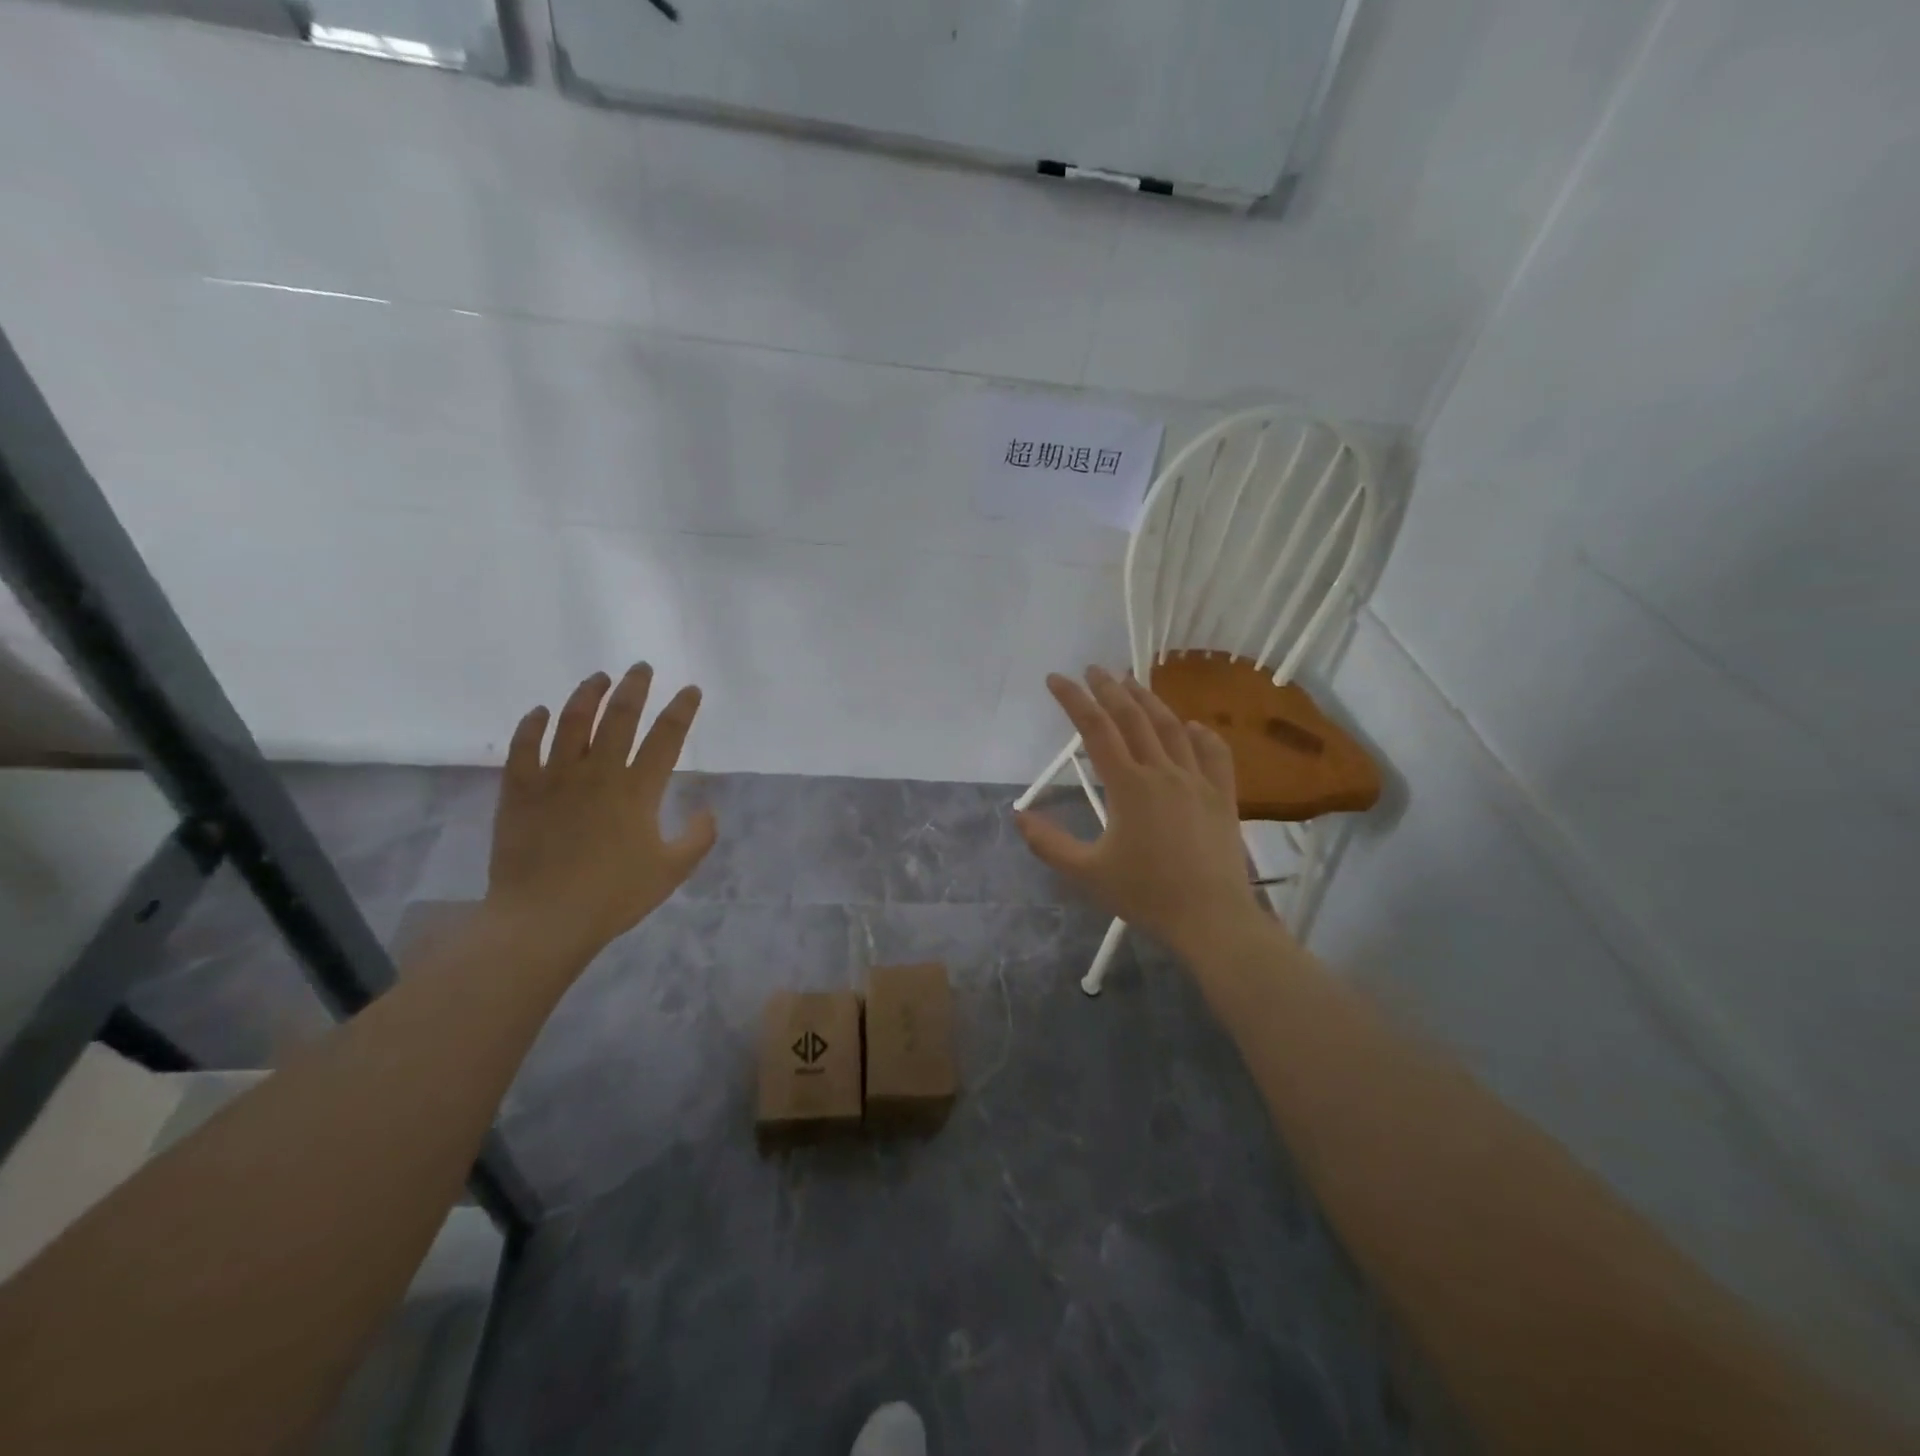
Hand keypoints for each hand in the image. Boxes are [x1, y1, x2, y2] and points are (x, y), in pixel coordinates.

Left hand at [486, 664, 716, 963]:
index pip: (666, 737)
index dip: (681, 709)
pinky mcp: (520, 790)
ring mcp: (555, 778)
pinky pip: (523, 747)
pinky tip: (540, 712)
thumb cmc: (614, 896)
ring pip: (572, 721)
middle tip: (641, 668)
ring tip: (598, 678)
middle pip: (619, 716)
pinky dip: (532, 725)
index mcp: (639, 790)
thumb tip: (707, 810)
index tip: (690, 690)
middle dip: (634, 687)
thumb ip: (698, 838)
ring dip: (587, 694)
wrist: (544, 919)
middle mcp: (599, 772)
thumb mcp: (672, 871)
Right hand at [1016, 666, 1265, 960]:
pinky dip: (1200, 734)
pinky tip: (1192, 726)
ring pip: (1171, 727)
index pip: (1095, 729)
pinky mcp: (1222, 795)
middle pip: (1133, 717)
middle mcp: (1162, 771)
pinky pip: (1213, 753)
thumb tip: (1018, 816)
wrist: (1211, 917)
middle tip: (1093, 669)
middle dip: (1110, 688)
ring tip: (1132, 682)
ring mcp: (1197, 780)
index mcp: (1128, 785)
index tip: (1056, 678)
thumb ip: (1049, 844)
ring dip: (1149, 700)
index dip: (1074, 699)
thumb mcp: (1087, 873)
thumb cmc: (1145, 894)